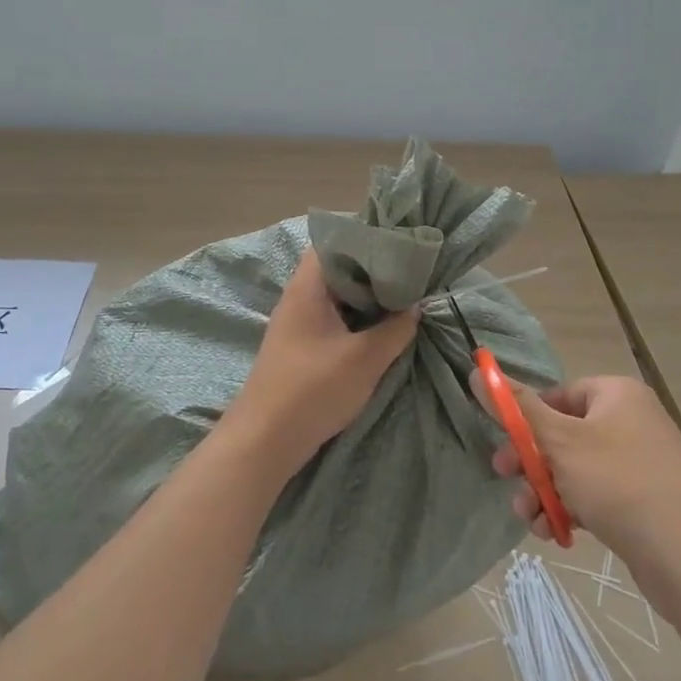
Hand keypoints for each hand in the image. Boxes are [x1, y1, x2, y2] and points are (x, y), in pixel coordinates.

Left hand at [229, 251, 417, 471]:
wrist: (264, 441)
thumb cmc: (312, 390)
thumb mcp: (365, 359)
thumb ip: (396, 328)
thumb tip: (415, 305)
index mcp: (308, 286)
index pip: (336, 241)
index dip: (369, 239)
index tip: (403, 246)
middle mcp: (299, 296)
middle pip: (339, 268)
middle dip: (375, 270)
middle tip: (412, 273)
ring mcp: (298, 322)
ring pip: (338, 296)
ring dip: (367, 297)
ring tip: (404, 298)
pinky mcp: (301, 345)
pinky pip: (334, 318)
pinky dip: (357, 318)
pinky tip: (382, 329)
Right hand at [476, 373, 680, 555]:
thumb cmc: (618, 483)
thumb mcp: (559, 441)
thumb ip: (517, 409)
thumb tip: (478, 371)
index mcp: (617, 395)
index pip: (559, 394)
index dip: (528, 419)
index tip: (506, 444)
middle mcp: (631, 421)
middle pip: (563, 433)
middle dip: (531, 462)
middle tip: (504, 479)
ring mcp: (640, 463)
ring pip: (575, 469)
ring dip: (544, 491)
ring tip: (529, 518)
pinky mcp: (644, 501)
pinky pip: (596, 495)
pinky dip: (570, 508)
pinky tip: (553, 532)